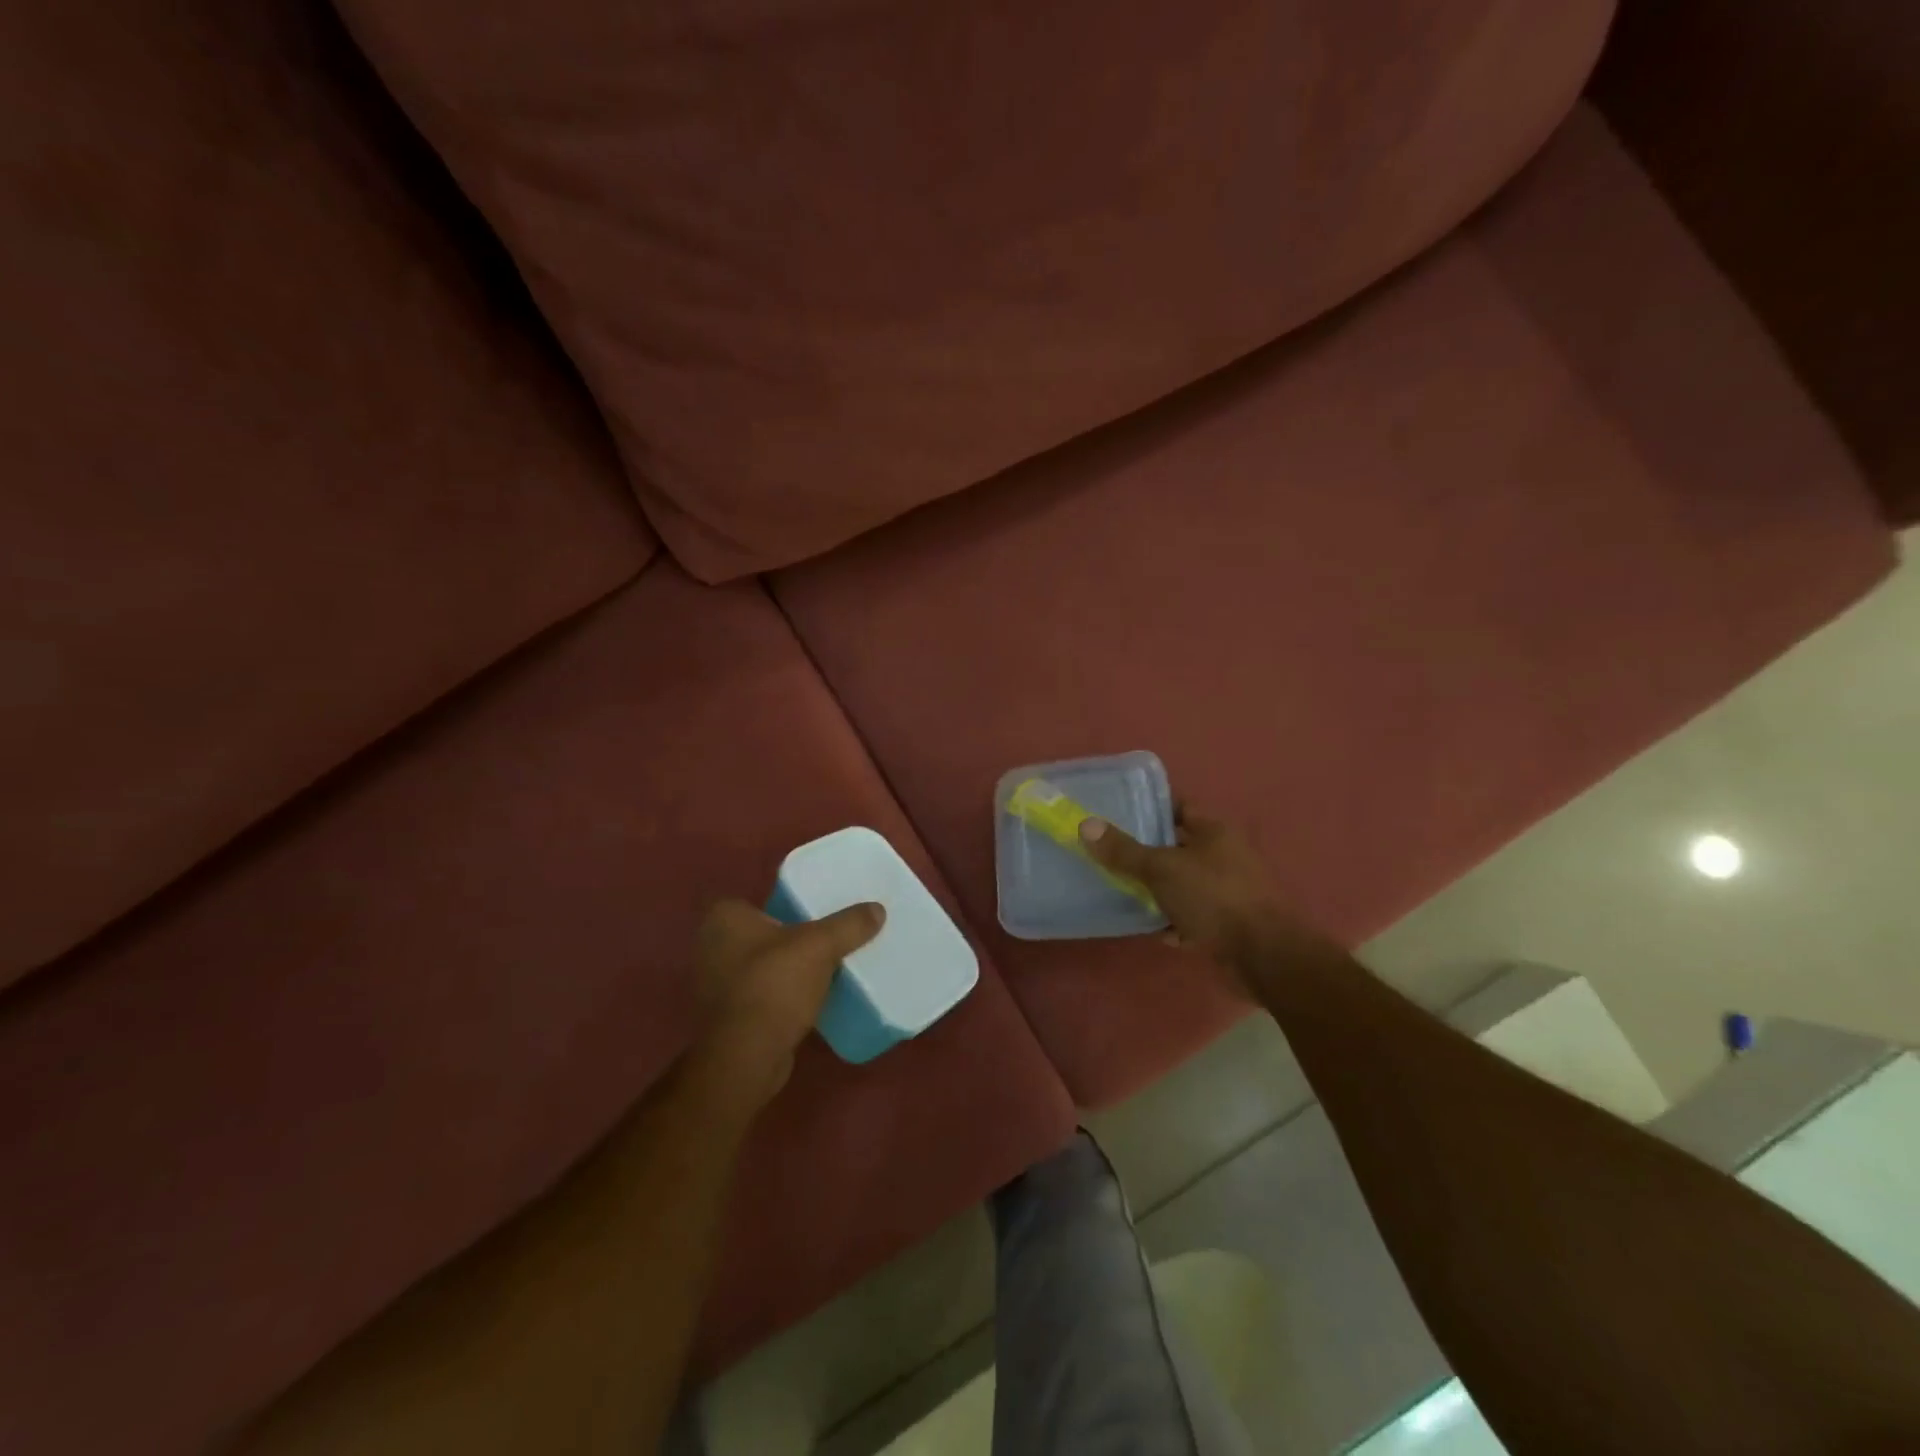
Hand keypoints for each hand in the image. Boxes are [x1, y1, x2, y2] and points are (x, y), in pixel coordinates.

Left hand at [689, 898, 884, 1111]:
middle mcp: (711, 946)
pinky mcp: (728, 1016)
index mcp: (724, 918)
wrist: (746, 1057)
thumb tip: (877, 909)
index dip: (789, 904)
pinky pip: (763, 994)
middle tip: (828, 938)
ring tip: (826, 968)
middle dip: (793, 938)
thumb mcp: (820, 946)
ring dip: (789, 969)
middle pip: (765, 933)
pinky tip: (811, 1000)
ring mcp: (716, 984)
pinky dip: (783, 996)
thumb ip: (849, 924)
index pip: (761, 901)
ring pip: (764, 965)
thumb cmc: (774, 986)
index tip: (818, 913)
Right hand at [1078, 807, 1307, 995]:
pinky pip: (1193, 914)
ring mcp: (1228, 890)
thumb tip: (1085, 825)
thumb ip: (1124, 851)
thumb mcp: (1162, 870)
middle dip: (1146, 851)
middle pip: (1178, 846)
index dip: (1149, 807)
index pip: (1178, 806)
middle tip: (1108, 853)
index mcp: (1215, 831)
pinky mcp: (1228, 923)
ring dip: (1158, 889)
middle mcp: (1224, 855)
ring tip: (1121, 890)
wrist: (1266, 958)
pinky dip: (1174, 919)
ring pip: (1183, 882)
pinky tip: (1153, 929)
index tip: (1116, 813)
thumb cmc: (1215, 899)